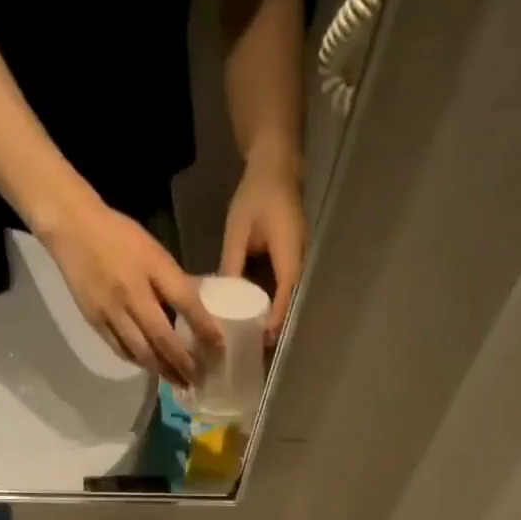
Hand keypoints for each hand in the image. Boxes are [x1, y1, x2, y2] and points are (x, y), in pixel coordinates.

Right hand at [40, 196, 221, 387]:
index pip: (186, 304)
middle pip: (163, 338)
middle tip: (198, 380)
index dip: (205, 329)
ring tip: (178, 382)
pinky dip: (138, 362)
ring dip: (162, 370)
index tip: (219, 351)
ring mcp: (111, 311)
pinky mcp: (95, 321)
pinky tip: (150, 367)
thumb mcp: (155, 251)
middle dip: (183, 363)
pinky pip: (120, 349)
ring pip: (141, 351)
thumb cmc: (119, 235)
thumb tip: (198, 309)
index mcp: (153, 269)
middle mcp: (133, 295)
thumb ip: (174, 280)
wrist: (72, 228)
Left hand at [221, 152, 305, 342]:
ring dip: (273, 319)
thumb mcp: (238, 230)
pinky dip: (271, 305)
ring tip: (253, 341)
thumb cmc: (256, 195)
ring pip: (287, 299)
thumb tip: (221, 298)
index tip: (262, 340)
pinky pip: (283, 290)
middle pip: (290, 304)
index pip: (286, 294)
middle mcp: (299, 263)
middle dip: (275, 328)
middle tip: (255, 351)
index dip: (276, 319)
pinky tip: (253, 317)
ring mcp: (297, 263)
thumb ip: (232, 264)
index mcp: (289, 254)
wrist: (275, 168)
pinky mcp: (290, 263)